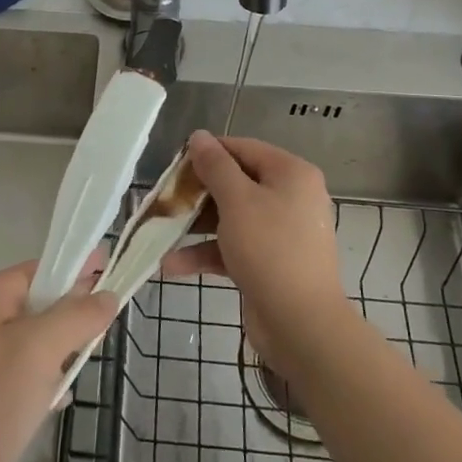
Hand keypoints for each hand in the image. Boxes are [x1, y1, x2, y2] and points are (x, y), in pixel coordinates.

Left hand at [0, 256, 117, 461]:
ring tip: (83, 364)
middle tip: (103, 330)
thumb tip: (108, 294)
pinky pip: (22, 371)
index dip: (79, 270)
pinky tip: (57, 399)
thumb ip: (78, 316)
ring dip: (60, 350)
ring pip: (34, 339)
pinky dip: (43, 379)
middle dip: (72, 314)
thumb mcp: (41, 349)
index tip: (115, 274)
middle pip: (39, 302)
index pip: (43, 268)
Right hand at [163, 131, 349, 368]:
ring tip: (160, 231)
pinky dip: (207, 252)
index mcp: (291, 174)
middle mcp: (290, 197)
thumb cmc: (270, 250)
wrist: (301, 325)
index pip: (243, 148)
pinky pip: (234, 247)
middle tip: (165, 198)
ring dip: (196, 225)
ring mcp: (281, 232)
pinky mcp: (270, 262)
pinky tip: (172, 264)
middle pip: (236, 183)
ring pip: (231, 217)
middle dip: (198, 193)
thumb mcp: (237, 201)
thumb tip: (199, 136)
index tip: (174, 164)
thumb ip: (215, 166)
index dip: (208, 152)